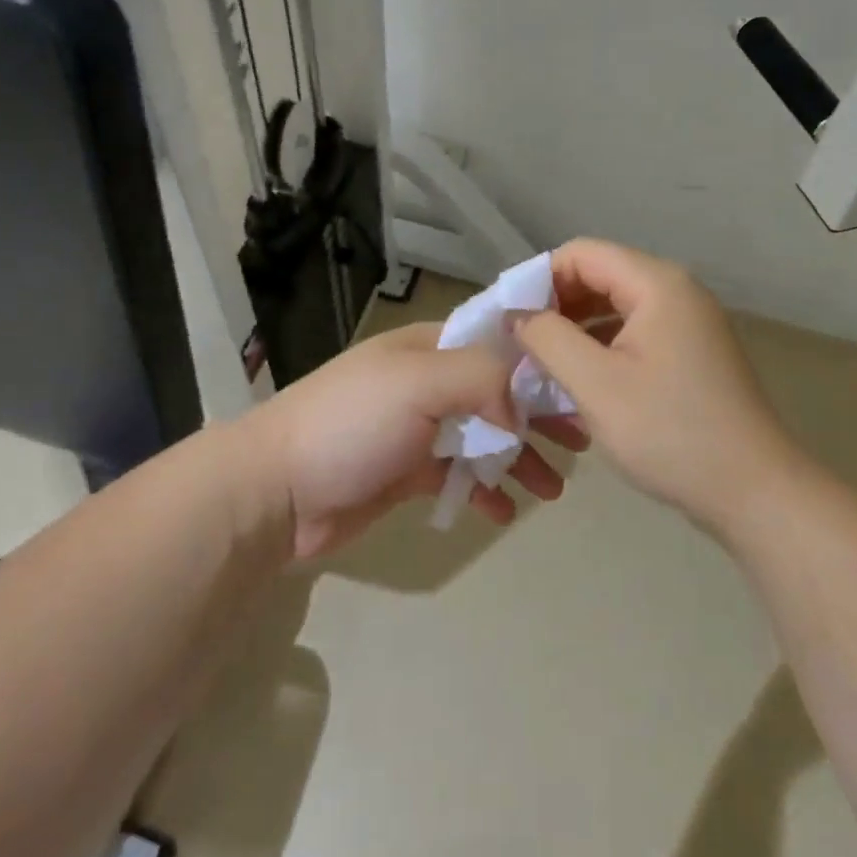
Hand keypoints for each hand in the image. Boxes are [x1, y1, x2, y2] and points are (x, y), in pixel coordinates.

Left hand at [251, 322, 586, 557]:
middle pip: (498, 392)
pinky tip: (504, 513)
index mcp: (430, 346)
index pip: (498, 342)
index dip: (540, 363)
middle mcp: (427, 381)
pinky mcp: (406, 472)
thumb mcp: (420, 382)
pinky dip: (484, 491)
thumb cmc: (351, 423)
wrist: (276, 490)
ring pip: (484, 437)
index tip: (581, 389)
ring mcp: (416, 428)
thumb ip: (482, 378)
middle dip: (539, 416)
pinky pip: (459, 476)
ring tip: (553, 489)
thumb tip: (519, 409)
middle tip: (580, 444)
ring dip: (520, 459)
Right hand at [515, 239, 796, 535]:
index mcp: (657, 283)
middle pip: (600, 275)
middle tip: (521, 345)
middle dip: (556, 305)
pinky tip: (581, 381)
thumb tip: (518, 313)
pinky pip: (635, 332)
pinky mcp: (692, 351)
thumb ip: (548, 338)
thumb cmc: (671, 433)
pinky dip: (603, 347)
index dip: (538, 279)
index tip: (509, 319)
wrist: (756, 492)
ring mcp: (689, 322)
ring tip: (543, 365)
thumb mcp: (595, 385)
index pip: (581, 254)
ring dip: (576, 329)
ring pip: (615, 306)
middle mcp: (676, 290)